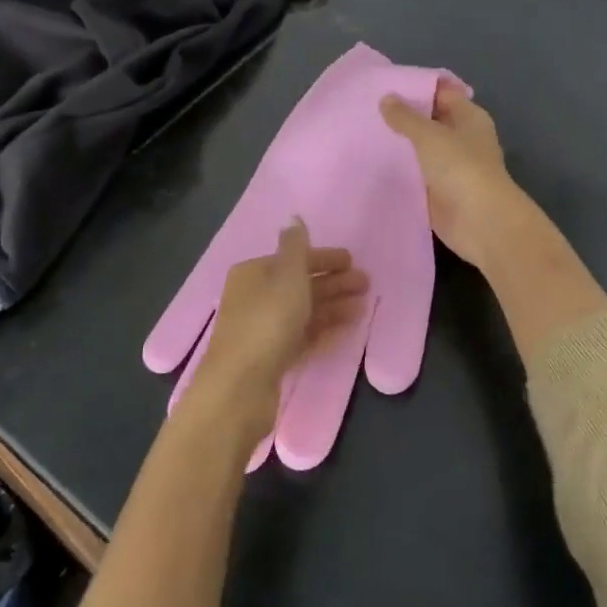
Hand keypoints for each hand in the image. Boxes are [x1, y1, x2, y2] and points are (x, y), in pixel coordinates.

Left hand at [190, 219, 368, 437]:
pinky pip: (302, 335)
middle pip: (299, 284)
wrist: (240, 388)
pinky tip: (347, 325)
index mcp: (253, 273)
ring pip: (303, 310)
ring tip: (364, 304)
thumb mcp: (286, 277)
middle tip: (366, 283)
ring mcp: (262, 329)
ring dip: (333, 304)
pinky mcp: (271, 358)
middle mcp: (254, 297)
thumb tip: (294, 218)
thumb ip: (295, 247)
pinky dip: (324, 327)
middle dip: (333, 282)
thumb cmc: (266, 322)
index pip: (292, 258)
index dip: (323, 258)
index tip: (352, 261)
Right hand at [380, 83, 525, 269]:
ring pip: (421, 149)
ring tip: (364, 133)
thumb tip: (386, 98)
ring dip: (400, 145)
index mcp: (468, 117)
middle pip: (431, 121)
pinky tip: (373, 163)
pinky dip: (400, 170)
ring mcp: (451, 167)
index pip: (442, 93)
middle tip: (367, 109)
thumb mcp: (429, 135)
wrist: (480, 222)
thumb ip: (405, 117)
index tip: (385, 84)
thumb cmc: (461, 168)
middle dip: (404, 117)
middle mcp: (462, 139)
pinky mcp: (439, 191)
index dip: (416, 87)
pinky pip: (416, 174)